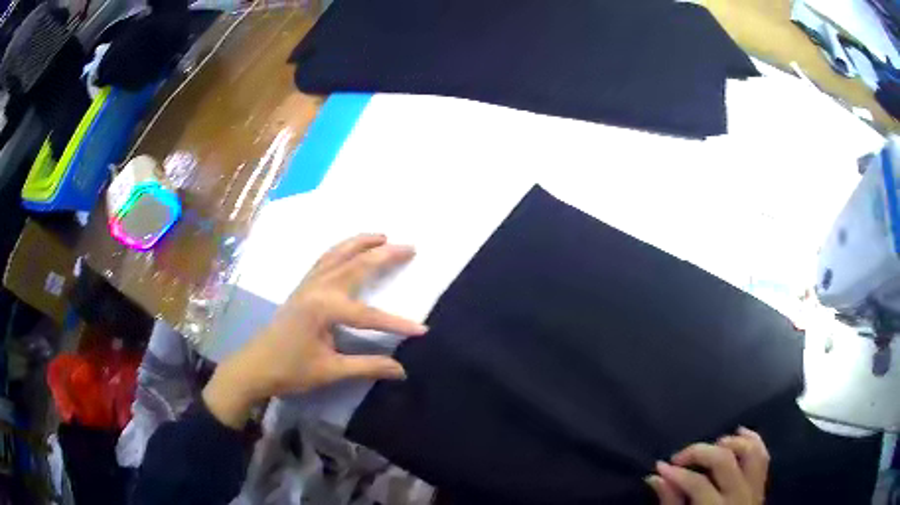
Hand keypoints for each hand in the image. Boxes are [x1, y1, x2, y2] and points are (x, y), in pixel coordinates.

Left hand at [202, 234, 427, 427]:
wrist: (254, 366)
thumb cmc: (290, 370)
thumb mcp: (330, 371)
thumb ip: (367, 367)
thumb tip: (402, 370)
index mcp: (324, 309)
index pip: (369, 315)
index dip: (397, 323)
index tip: (422, 330)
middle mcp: (317, 288)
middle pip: (355, 266)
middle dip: (384, 256)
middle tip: (410, 247)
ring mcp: (307, 285)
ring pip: (337, 255)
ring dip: (360, 243)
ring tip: (382, 235)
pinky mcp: (301, 288)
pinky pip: (324, 260)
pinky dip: (340, 250)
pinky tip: (348, 250)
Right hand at [646, 427, 768, 504]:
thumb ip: (671, 503)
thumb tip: (656, 477)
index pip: (698, 484)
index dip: (677, 473)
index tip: (660, 466)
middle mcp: (740, 495)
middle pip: (724, 461)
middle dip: (700, 452)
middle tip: (679, 457)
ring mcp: (754, 488)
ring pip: (749, 452)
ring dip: (730, 442)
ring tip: (711, 444)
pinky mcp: (761, 484)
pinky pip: (763, 456)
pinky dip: (752, 440)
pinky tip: (738, 432)